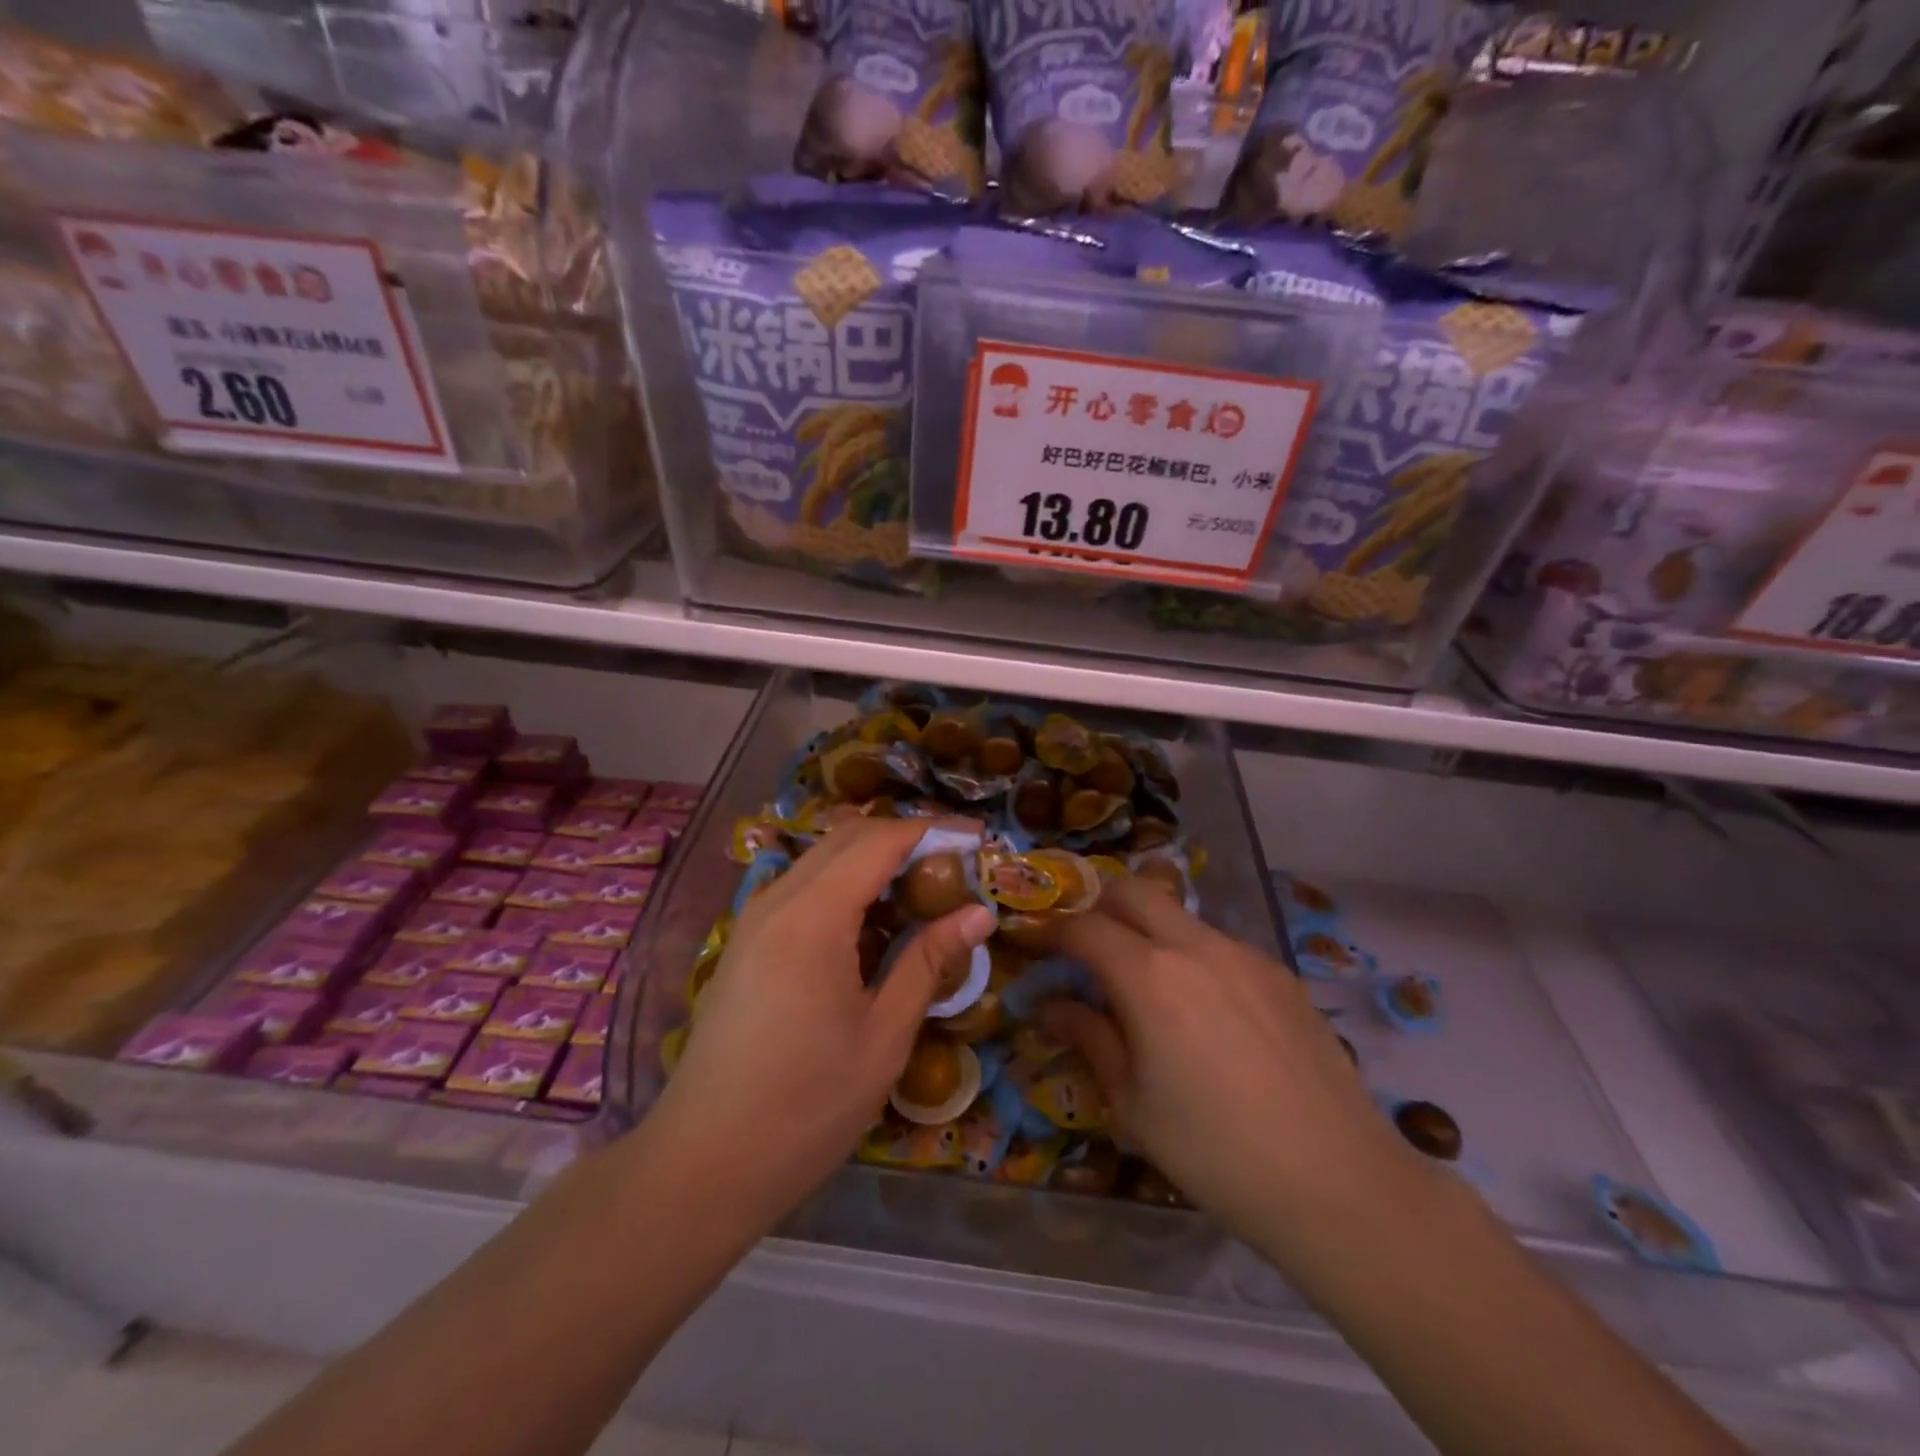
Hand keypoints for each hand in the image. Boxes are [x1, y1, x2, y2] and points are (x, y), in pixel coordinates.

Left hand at [647, 817, 996, 1228]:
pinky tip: (874, 924)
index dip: (932, 830)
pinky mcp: (747, 943)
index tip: (979, 839)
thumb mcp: (882, 1037)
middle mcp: (778, 901)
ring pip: (823, 860)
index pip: (879, 841)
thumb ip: (927, 962)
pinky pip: (803, 889)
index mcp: (813, 917)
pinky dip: (846, 886)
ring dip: (875, 861)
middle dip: (906, 838)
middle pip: (848, 838)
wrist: (702, 1164)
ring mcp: (755, 920)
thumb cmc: (805, 1107)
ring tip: (924, 892)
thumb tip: (978, 914)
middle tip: (957, 865)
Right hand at [1041, 878, 1421, 1255]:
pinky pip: (1219, 944)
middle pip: (1132, 891)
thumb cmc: (1215, 1153)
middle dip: (1097, 908)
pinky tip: (1204, 1011)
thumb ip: (1088, 1039)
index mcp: (1149, 976)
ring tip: (1145, 986)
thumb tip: (1050, 1005)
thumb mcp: (1132, 1105)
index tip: (1030, 944)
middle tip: (1084, 950)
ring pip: (1179, 915)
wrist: (1338, 1183)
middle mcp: (1195, 946)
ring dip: (1147, 930)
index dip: (1049, 931)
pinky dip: (1191, 955)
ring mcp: (1244, 954)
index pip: (1083, 928)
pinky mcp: (1280, 973)